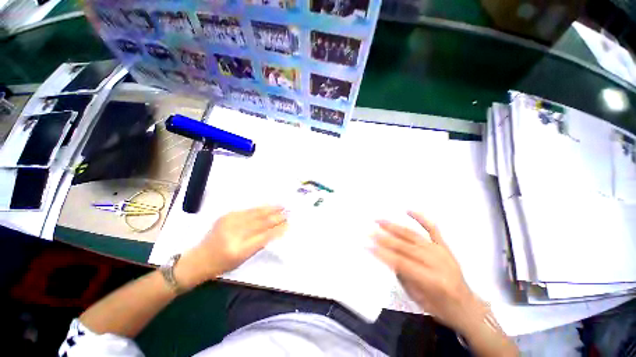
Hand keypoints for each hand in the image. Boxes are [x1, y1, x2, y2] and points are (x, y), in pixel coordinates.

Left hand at [176, 206, 287, 288]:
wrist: (200, 258)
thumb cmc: (223, 263)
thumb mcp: (244, 259)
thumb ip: (260, 244)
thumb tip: (276, 231)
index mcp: (239, 250)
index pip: (264, 237)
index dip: (278, 230)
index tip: (288, 225)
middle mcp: (234, 234)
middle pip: (261, 223)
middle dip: (277, 218)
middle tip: (288, 213)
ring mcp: (229, 222)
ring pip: (255, 214)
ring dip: (271, 209)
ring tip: (282, 206)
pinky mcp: (227, 215)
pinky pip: (248, 210)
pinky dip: (260, 208)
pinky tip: (268, 206)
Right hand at [372, 211, 480, 332]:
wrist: (467, 307)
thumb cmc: (441, 307)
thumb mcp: (417, 298)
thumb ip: (402, 275)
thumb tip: (387, 255)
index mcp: (432, 280)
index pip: (401, 262)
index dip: (382, 253)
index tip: (367, 245)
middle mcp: (437, 262)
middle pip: (405, 246)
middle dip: (384, 238)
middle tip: (369, 231)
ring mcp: (441, 251)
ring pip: (413, 235)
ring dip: (393, 227)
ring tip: (378, 220)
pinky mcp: (444, 246)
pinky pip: (432, 228)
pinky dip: (420, 218)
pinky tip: (408, 210)